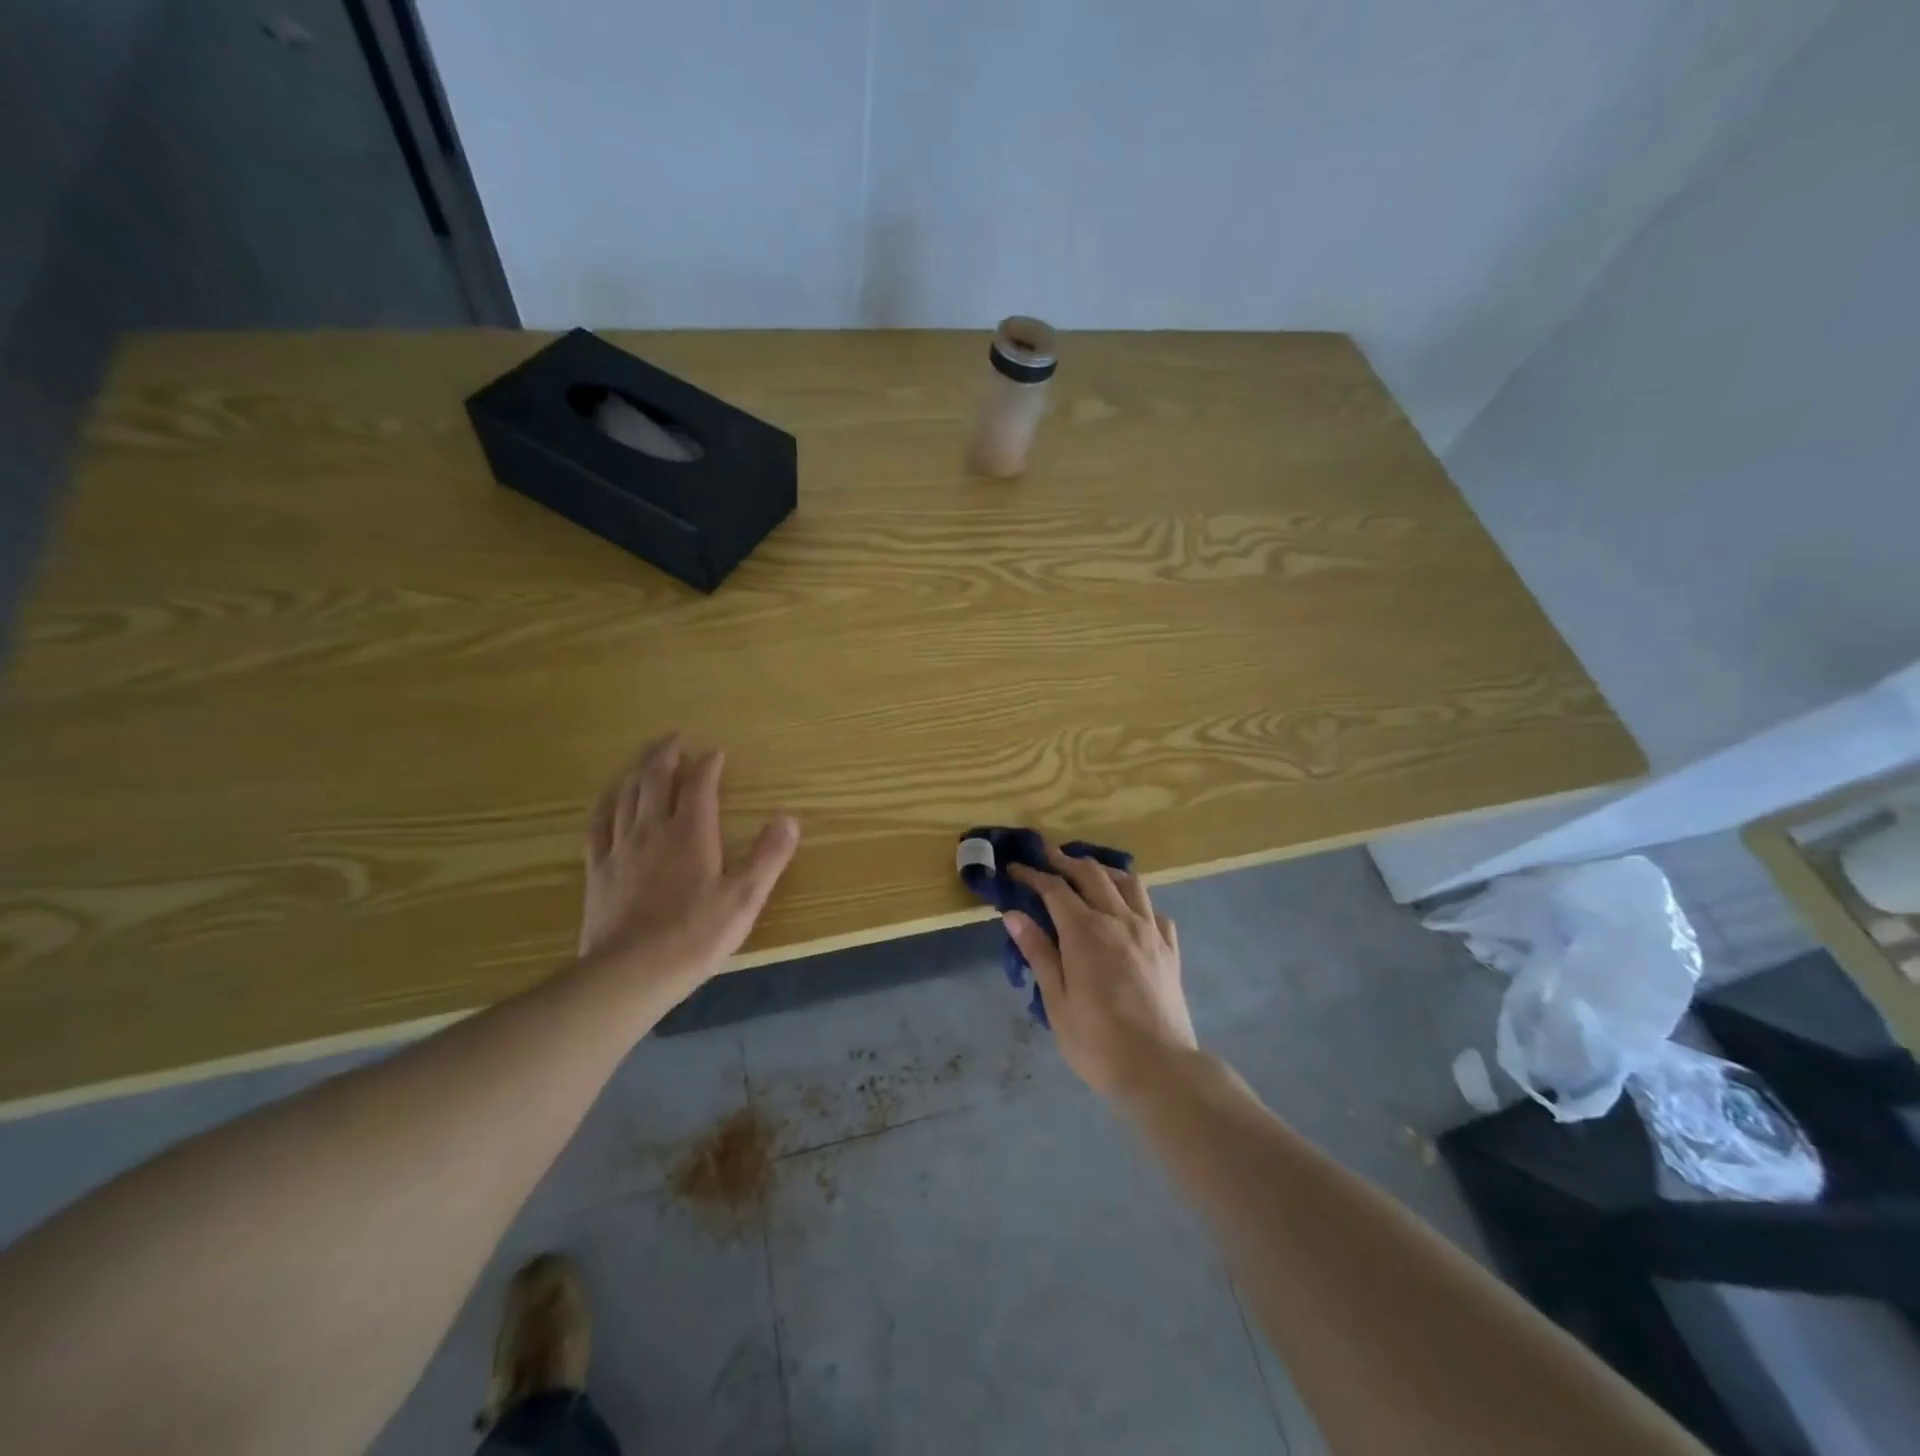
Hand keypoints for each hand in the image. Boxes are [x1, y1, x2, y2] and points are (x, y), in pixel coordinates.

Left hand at [578, 734, 798, 994]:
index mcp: (691, 833)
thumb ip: (768, 855)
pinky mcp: (599, 869)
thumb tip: (789, 818)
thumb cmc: (695, 934)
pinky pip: (599, 823)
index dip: (708, 765)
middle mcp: (654, 829)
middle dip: (667, 754)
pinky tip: (609, 795)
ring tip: (646, 756)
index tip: (716, 752)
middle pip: (657, 779)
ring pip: (627, 794)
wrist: (631, 972)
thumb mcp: (745, 897)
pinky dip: (607, 801)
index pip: (700, 786)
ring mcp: (621, 847)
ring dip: (638, 769)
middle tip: (674, 737)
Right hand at [1005, 843, 1197, 1099]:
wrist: (1160, 1070)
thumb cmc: (1097, 1041)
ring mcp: (1150, 931)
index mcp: (1085, 931)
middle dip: (1065, 860)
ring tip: (1088, 872)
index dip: (1032, 874)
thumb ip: (1038, 952)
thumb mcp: (1056, 1001)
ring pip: (1128, 882)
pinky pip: (1154, 910)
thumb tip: (1013, 915)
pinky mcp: (1169, 949)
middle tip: (1046, 856)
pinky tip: (1128, 911)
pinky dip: (1136, 901)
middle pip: (1091, 874)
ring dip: (1103, 870)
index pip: (1054, 889)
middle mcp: (1119, 920)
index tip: (1014, 867)